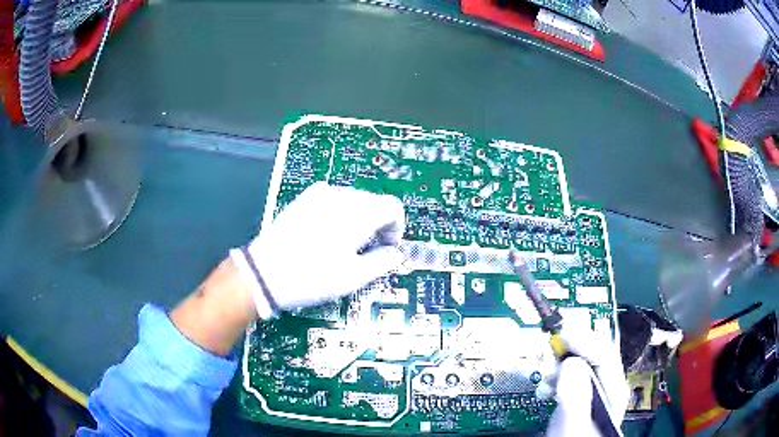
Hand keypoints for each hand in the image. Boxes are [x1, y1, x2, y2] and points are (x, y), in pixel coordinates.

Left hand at [230, 182, 405, 318]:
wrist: (265, 273)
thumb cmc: (312, 277)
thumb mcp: (353, 277)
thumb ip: (382, 261)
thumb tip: (396, 253)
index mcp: (358, 213)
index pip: (393, 207)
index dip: (396, 228)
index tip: (388, 247)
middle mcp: (341, 196)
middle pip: (374, 202)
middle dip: (378, 224)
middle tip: (368, 250)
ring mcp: (320, 194)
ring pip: (354, 200)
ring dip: (359, 218)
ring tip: (346, 244)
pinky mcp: (304, 199)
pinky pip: (333, 199)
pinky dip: (340, 213)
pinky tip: (328, 233)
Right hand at [546, 325, 628, 436]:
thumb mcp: (574, 425)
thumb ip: (575, 397)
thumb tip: (570, 363)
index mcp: (613, 389)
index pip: (604, 353)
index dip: (585, 339)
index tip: (562, 333)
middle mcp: (605, 385)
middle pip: (592, 354)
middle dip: (571, 349)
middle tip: (552, 349)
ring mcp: (591, 390)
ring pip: (579, 363)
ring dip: (560, 362)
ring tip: (546, 375)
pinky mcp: (576, 396)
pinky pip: (567, 375)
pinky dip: (554, 375)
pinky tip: (546, 386)